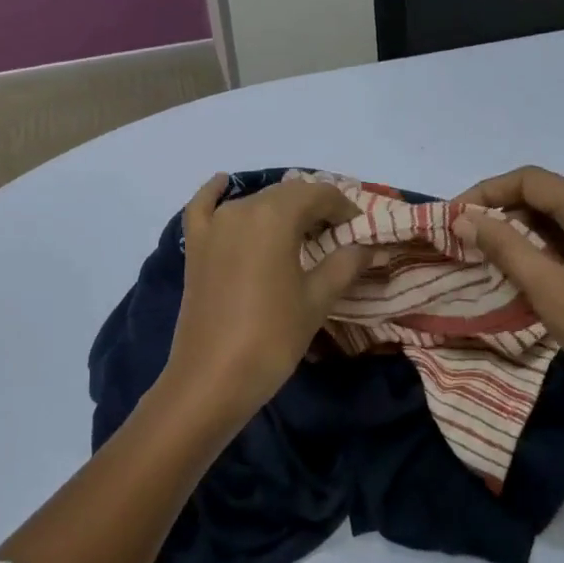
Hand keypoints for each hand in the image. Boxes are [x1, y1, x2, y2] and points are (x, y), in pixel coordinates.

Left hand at [159, 173, 369, 431]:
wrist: (211, 378)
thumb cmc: (272, 337)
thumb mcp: (317, 299)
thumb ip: (345, 264)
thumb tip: (369, 246)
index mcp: (275, 216)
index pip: (319, 194)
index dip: (344, 208)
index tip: (360, 230)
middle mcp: (242, 209)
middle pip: (287, 195)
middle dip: (316, 209)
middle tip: (337, 236)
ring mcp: (213, 226)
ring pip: (255, 201)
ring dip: (281, 209)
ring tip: (301, 232)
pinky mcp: (194, 246)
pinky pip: (203, 207)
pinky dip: (216, 193)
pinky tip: (224, 183)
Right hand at [454, 166, 563, 419]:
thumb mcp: (547, 288)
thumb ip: (503, 246)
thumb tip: (464, 219)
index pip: (531, 181)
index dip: (487, 192)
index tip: (455, 217)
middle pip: (547, 195)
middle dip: (503, 212)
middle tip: (466, 238)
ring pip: (562, 217)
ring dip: (523, 230)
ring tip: (487, 254)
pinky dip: (547, 246)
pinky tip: (525, 268)